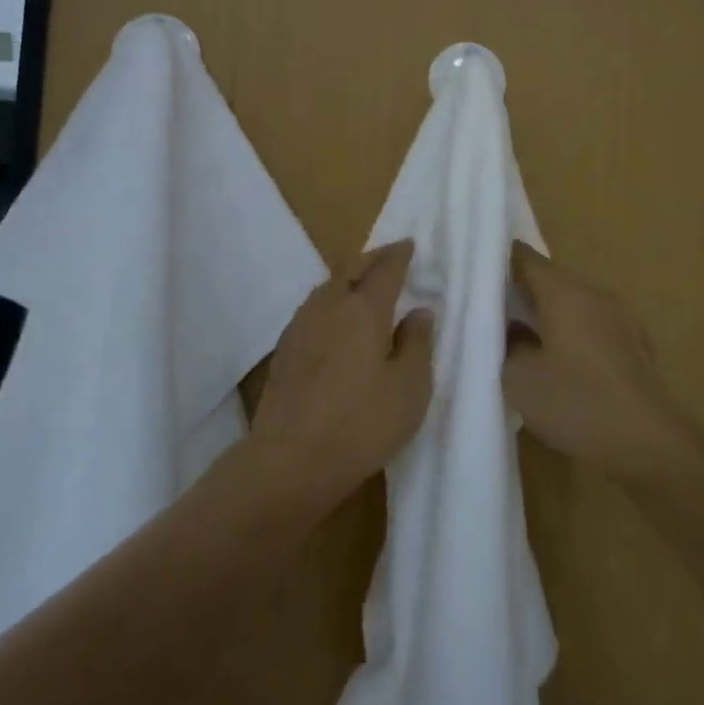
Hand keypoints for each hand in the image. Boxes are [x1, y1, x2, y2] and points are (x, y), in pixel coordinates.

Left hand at [252, 240, 434, 493]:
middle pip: (350, 268)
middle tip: (390, 257)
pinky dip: (331, 299)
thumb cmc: (362, 423)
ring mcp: (300, 325)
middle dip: (372, 258)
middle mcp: (329, 306)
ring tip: (364, 283)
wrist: (291, 459)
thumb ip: (417, 344)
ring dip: (348, 276)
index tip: (410, 245)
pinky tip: (335, 319)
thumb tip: (419, 312)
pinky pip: (313, 307)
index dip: (399, 254)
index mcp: (364, 309)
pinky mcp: (284, 348)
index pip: (385, 268)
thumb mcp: (410, 388)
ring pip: (327, 285)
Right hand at [504, 243, 688, 484]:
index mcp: (565, 292)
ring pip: (573, 304)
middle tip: (489, 309)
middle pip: (551, 280)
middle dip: (521, 291)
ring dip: (547, 315)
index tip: (475, 272)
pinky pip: (592, 327)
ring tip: (519, 336)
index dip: (499, 260)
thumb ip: (507, 345)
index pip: (526, 259)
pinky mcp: (633, 346)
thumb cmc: (577, 402)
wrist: (647, 442)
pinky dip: (570, 335)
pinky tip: (558, 362)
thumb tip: (511, 331)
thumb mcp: (520, 378)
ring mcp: (620, 319)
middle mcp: (595, 295)